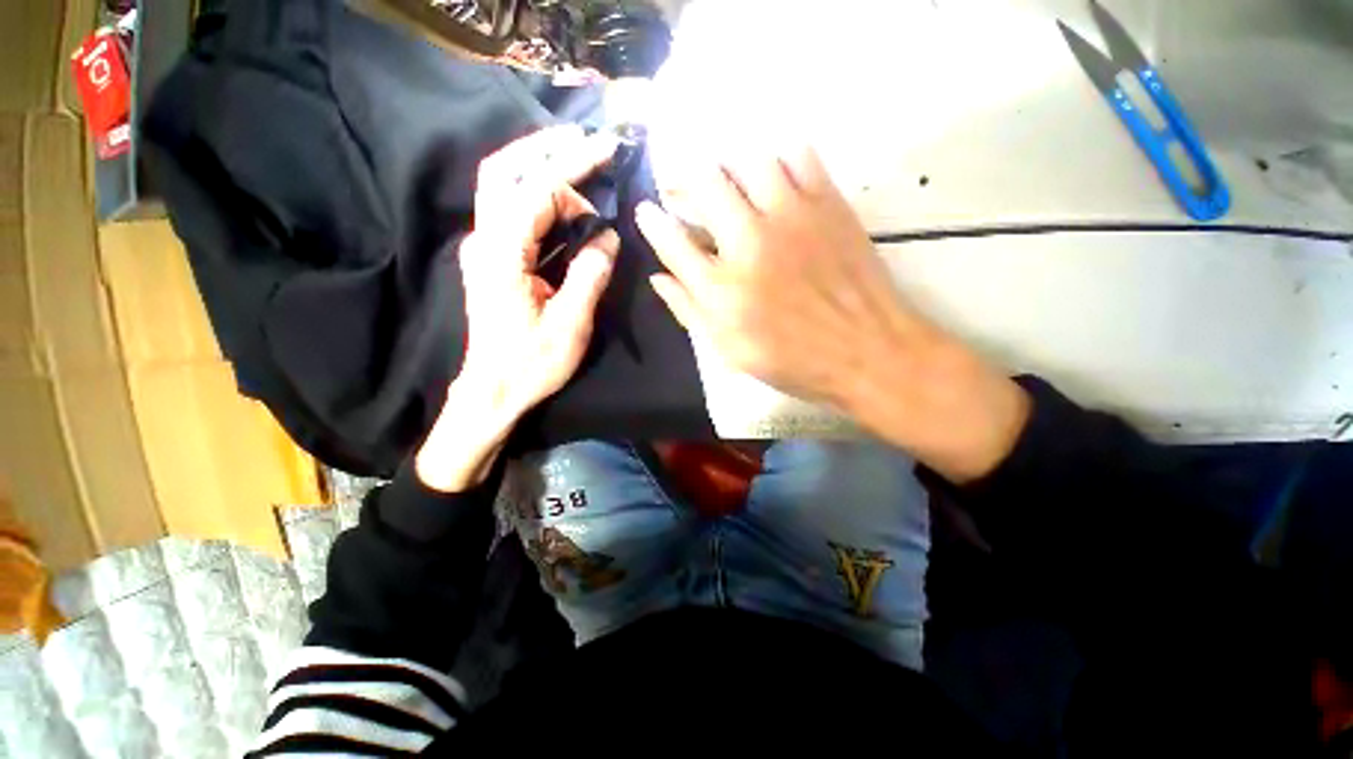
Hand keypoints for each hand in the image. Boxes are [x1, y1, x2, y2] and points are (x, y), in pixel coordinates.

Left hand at [417, 125, 620, 491]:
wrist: (493, 389)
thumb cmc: (531, 363)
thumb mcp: (570, 325)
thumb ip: (589, 275)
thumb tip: (608, 238)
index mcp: (502, 256)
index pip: (535, 191)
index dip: (573, 168)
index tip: (607, 154)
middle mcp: (484, 241)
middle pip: (504, 171)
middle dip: (547, 149)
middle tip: (588, 142)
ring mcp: (484, 247)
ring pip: (504, 186)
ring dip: (541, 167)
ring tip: (581, 163)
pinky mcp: (491, 257)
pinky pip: (511, 210)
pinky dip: (538, 195)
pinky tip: (564, 199)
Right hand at [636, 146, 1028, 481]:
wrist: (867, 351)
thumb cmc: (792, 360)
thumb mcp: (729, 350)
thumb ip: (689, 311)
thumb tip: (658, 277)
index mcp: (721, 289)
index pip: (671, 240)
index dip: (652, 221)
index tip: (646, 210)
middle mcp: (748, 243)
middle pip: (704, 183)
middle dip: (684, 178)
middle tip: (685, 189)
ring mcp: (791, 217)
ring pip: (748, 159)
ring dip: (730, 167)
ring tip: (730, 183)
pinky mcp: (828, 204)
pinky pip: (799, 156)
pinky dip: (781, 160)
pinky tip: (777, 181)